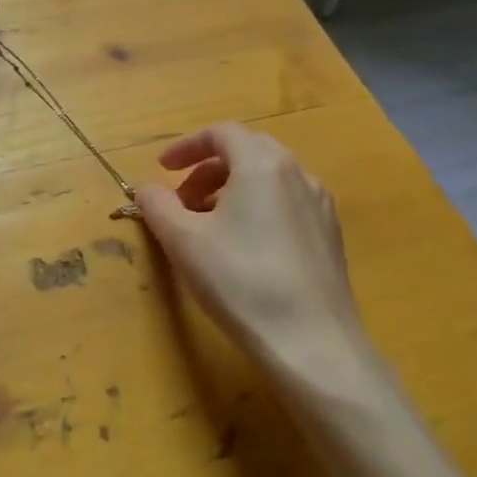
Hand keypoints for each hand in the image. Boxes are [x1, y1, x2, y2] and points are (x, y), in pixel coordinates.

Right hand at [136, 124, 381, 398]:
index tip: (161, 169)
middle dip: (206, 170)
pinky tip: (241, 247)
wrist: (312, 342)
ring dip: (230, 190)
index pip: (221, 133)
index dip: (186, 146)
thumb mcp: (182, 240)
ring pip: (267, 180)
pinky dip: (255, 209)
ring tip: (206, 226)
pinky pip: (285, 204)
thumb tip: (147, 190)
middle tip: (180, 200)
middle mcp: (297, 173)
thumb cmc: (240, 280)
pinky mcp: (330, 237)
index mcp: (262, 163)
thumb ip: (157, 205)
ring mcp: (320, 205)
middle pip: (246, 152)